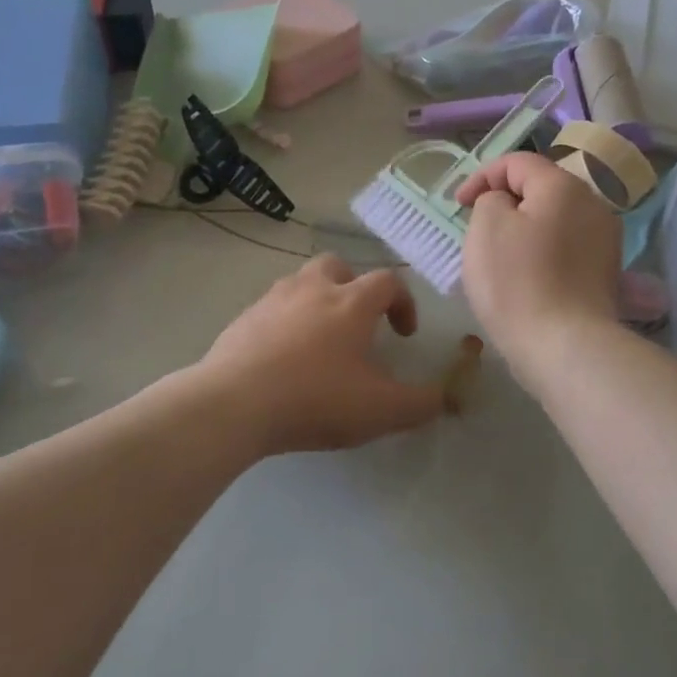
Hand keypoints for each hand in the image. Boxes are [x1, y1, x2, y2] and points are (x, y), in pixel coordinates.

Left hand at [200, 255, 447, 454]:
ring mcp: (272, 300)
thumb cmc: (315, 399)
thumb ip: (421, 403)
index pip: (388, 282)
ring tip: (319, 342)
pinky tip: (282, 360)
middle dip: (353, 288)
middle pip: (338, 266)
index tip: (404, 334)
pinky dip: (285, 324)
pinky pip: (271, 310)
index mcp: (351, 302)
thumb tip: (443, 398)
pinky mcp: (242, 320)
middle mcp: (312, 289)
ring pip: (301, 283)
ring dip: (317, 302)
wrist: (233, 404)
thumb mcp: (381, 410)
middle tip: (357, 323)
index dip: (404, 303)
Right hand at [456, 153, 621, 387]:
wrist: (565, 347)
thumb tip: (508, 204)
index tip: (459, 205)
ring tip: (499, 255)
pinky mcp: (606, 273)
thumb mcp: (486, 226)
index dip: (482, 176)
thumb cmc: (517, 281)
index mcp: (564, 186)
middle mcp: (593, 205)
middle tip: (477, 227)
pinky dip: (542, 252)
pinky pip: (566, 248)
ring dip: (524, 228)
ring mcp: (605, 240)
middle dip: (505, 202)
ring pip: (555, 219)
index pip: (518, 161)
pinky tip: (526, 277)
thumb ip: (492, 199)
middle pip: (541, 189)